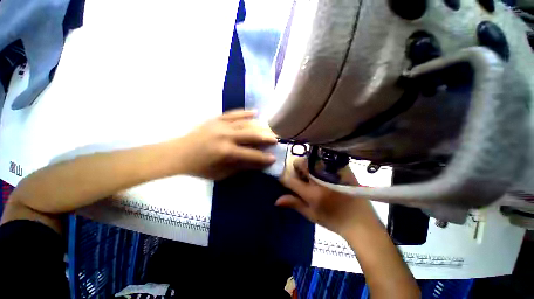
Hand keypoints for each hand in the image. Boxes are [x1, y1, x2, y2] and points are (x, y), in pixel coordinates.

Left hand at [172, 110, 277, 179]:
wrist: (179, 153)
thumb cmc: (200, 167)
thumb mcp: (222, 173)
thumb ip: (241, 167)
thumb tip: (258, 164)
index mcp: (226, 151)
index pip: (251, 154)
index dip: (263, 158)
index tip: (274, 158)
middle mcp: (226, 135)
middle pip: (251, 134)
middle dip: (266, 137)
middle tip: (276, 139)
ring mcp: (221, 125)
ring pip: (245, 122)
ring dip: (259, 126)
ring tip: (268, 128)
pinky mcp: (216, 119)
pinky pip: (233, 113)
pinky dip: (245, 113)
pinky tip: (255, 112)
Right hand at [276, 158, 378, 236]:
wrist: (361, 221)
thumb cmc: (334, 220)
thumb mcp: (311, 214)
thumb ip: (294, 204)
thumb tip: (276, 200)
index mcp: (313, 193)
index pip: (290, 179)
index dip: (283, 177)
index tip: (284, 179)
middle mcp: (321, 179)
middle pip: (300, 163)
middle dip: (296, 169)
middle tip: (303, 178)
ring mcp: (333, 171)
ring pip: (311, 159)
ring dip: (307, 165)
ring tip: (314, 176)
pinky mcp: (342, 167)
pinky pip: (324, 158)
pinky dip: (319, 163)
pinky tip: (324, 172)